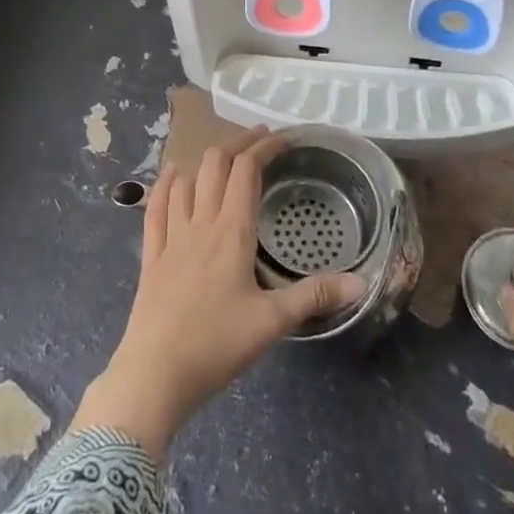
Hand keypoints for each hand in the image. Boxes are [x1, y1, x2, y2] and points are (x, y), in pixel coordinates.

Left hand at [71, 128, 366, 456]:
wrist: (154, 375)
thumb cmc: (217, 345)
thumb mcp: (273, 322)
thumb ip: (315, 296)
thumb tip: (362, 282)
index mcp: (232, 231)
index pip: (247, 170)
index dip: (264, 147)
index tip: (282, 137)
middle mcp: (201, 222)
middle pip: (215, 164)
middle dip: (237, 143)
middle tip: (259, 141)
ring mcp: (171, 236)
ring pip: (186, 180)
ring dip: (205, 161)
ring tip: (222, 157)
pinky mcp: (151, 255)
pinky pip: (156, 207)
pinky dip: (167, 184)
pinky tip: (172, 176)